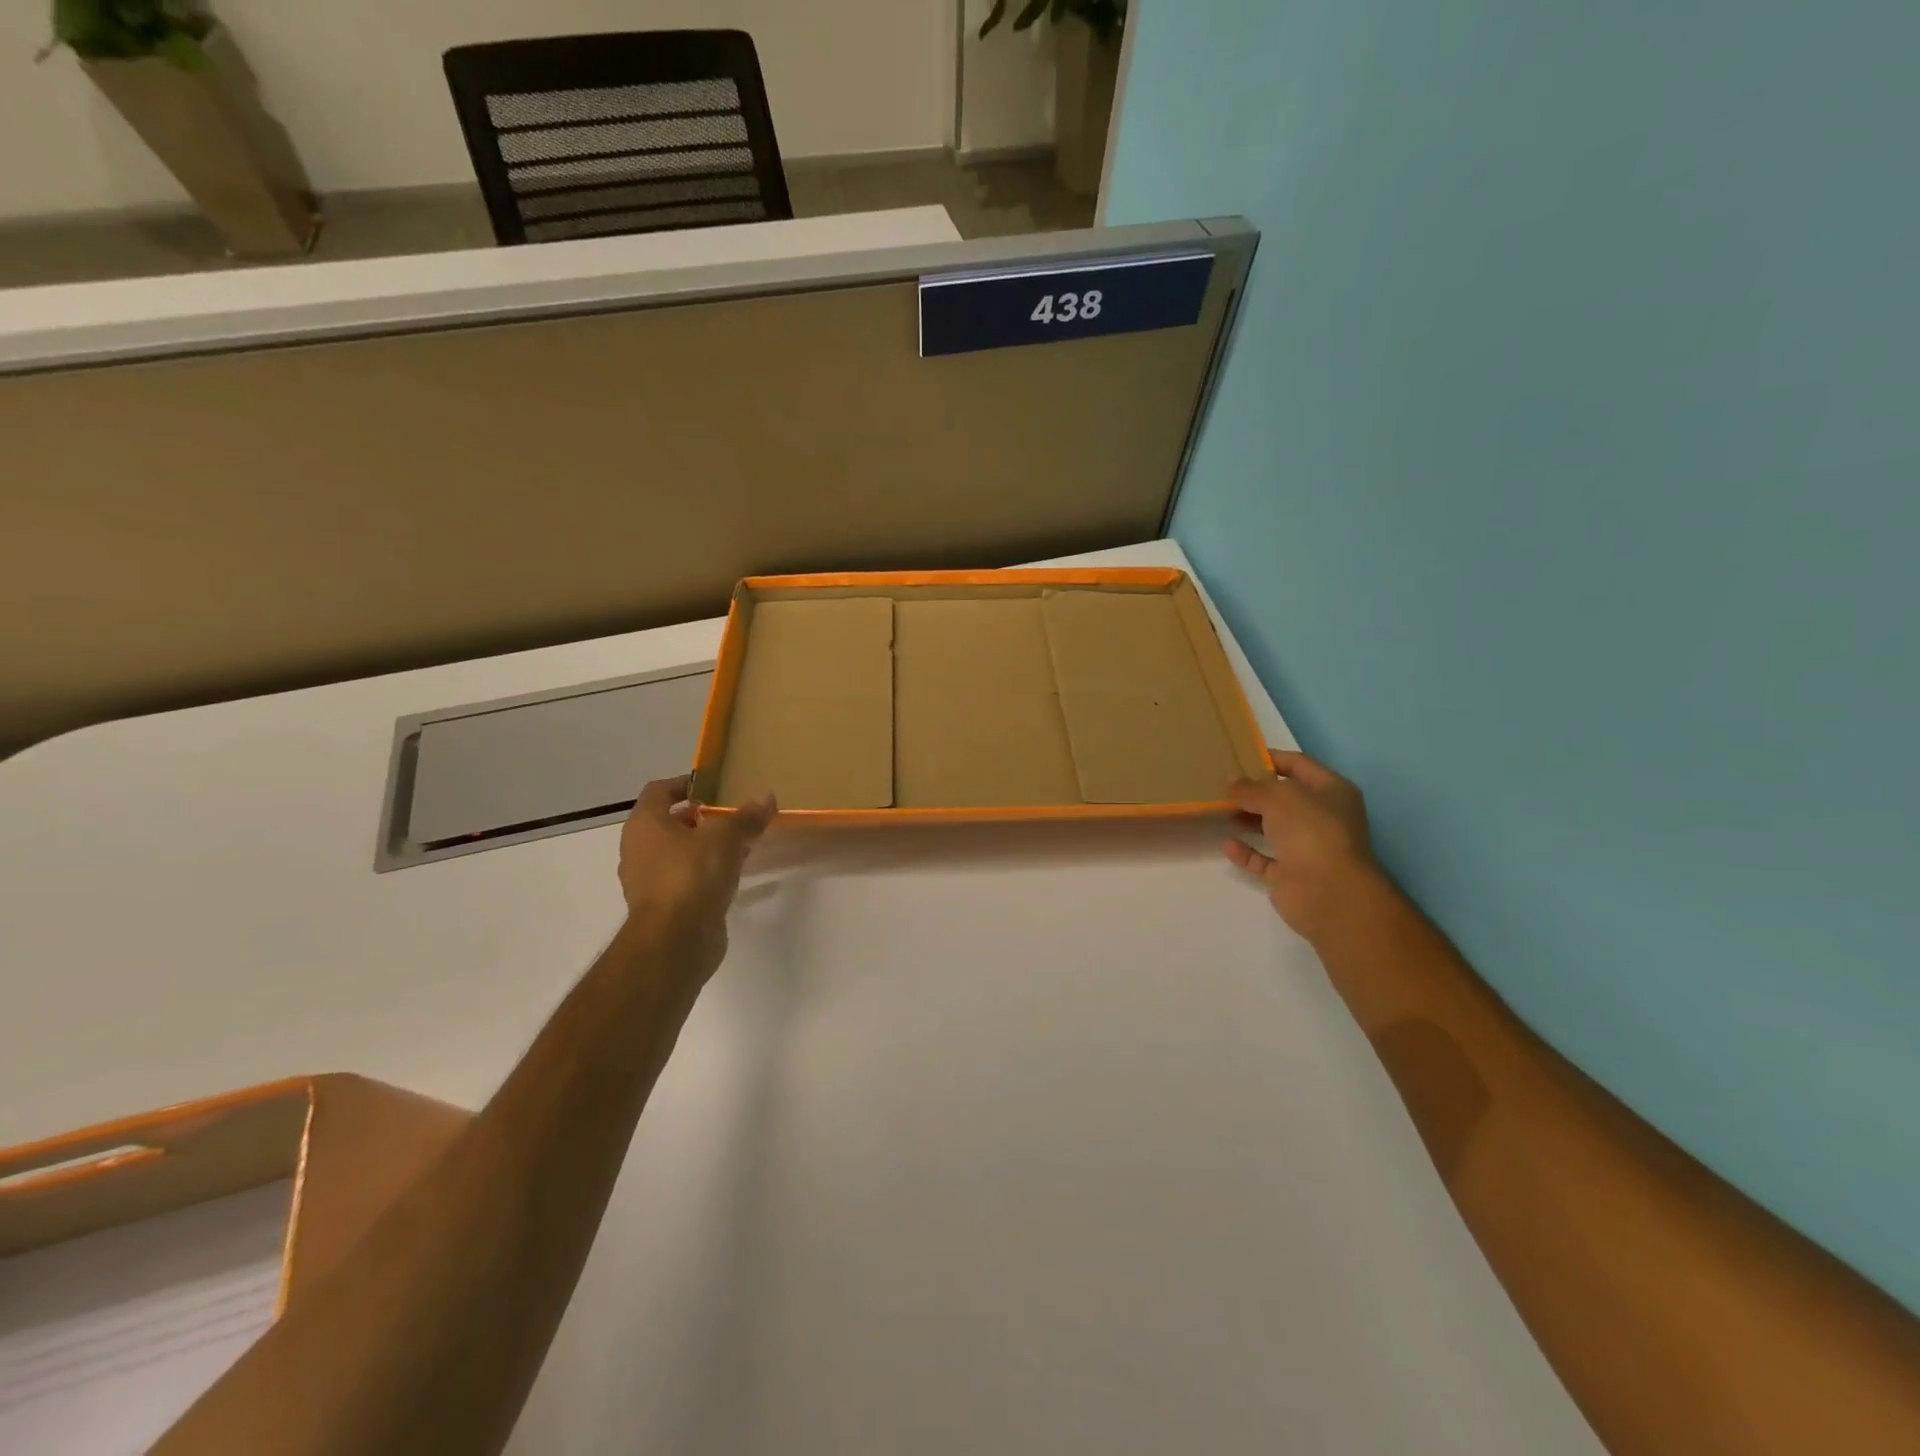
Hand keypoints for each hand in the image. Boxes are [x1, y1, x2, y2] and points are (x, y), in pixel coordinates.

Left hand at [617, 776, 775, 976]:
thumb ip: (746, 817)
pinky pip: (685, 879)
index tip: (715, 786)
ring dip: (704, 846)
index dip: (686, 784)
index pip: (659, 791)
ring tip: (738, 843)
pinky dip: (705, 873)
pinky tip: (732, 874)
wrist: (675, 940)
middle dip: (700, 817)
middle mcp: (639, 849)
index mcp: (645, 824)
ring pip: (678, 853)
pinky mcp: (663, 907)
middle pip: (668, 823)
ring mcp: (648, 881)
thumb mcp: (726, 838)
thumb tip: (767, 796)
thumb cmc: (692, 875)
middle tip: (732, 815)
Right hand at [1224, 750, 1381, 943]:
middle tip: (1222, 784)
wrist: (1329, 893)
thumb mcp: (1277, 797)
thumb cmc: (1311, 831)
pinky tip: (1228, 844)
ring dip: (1249, 819)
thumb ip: (1250, 787)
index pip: (1298, 765)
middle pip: (1284, 798)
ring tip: (1219, 810)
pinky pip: (1264, 859)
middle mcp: (1323, 817)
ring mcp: (1308, 848)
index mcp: (1332, 791)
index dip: (1270, 758)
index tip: (1239, 755)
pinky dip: (1247, 852)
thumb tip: (1230, 779)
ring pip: (1274, 828)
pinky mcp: (1291, 875)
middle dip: (1255, 791)